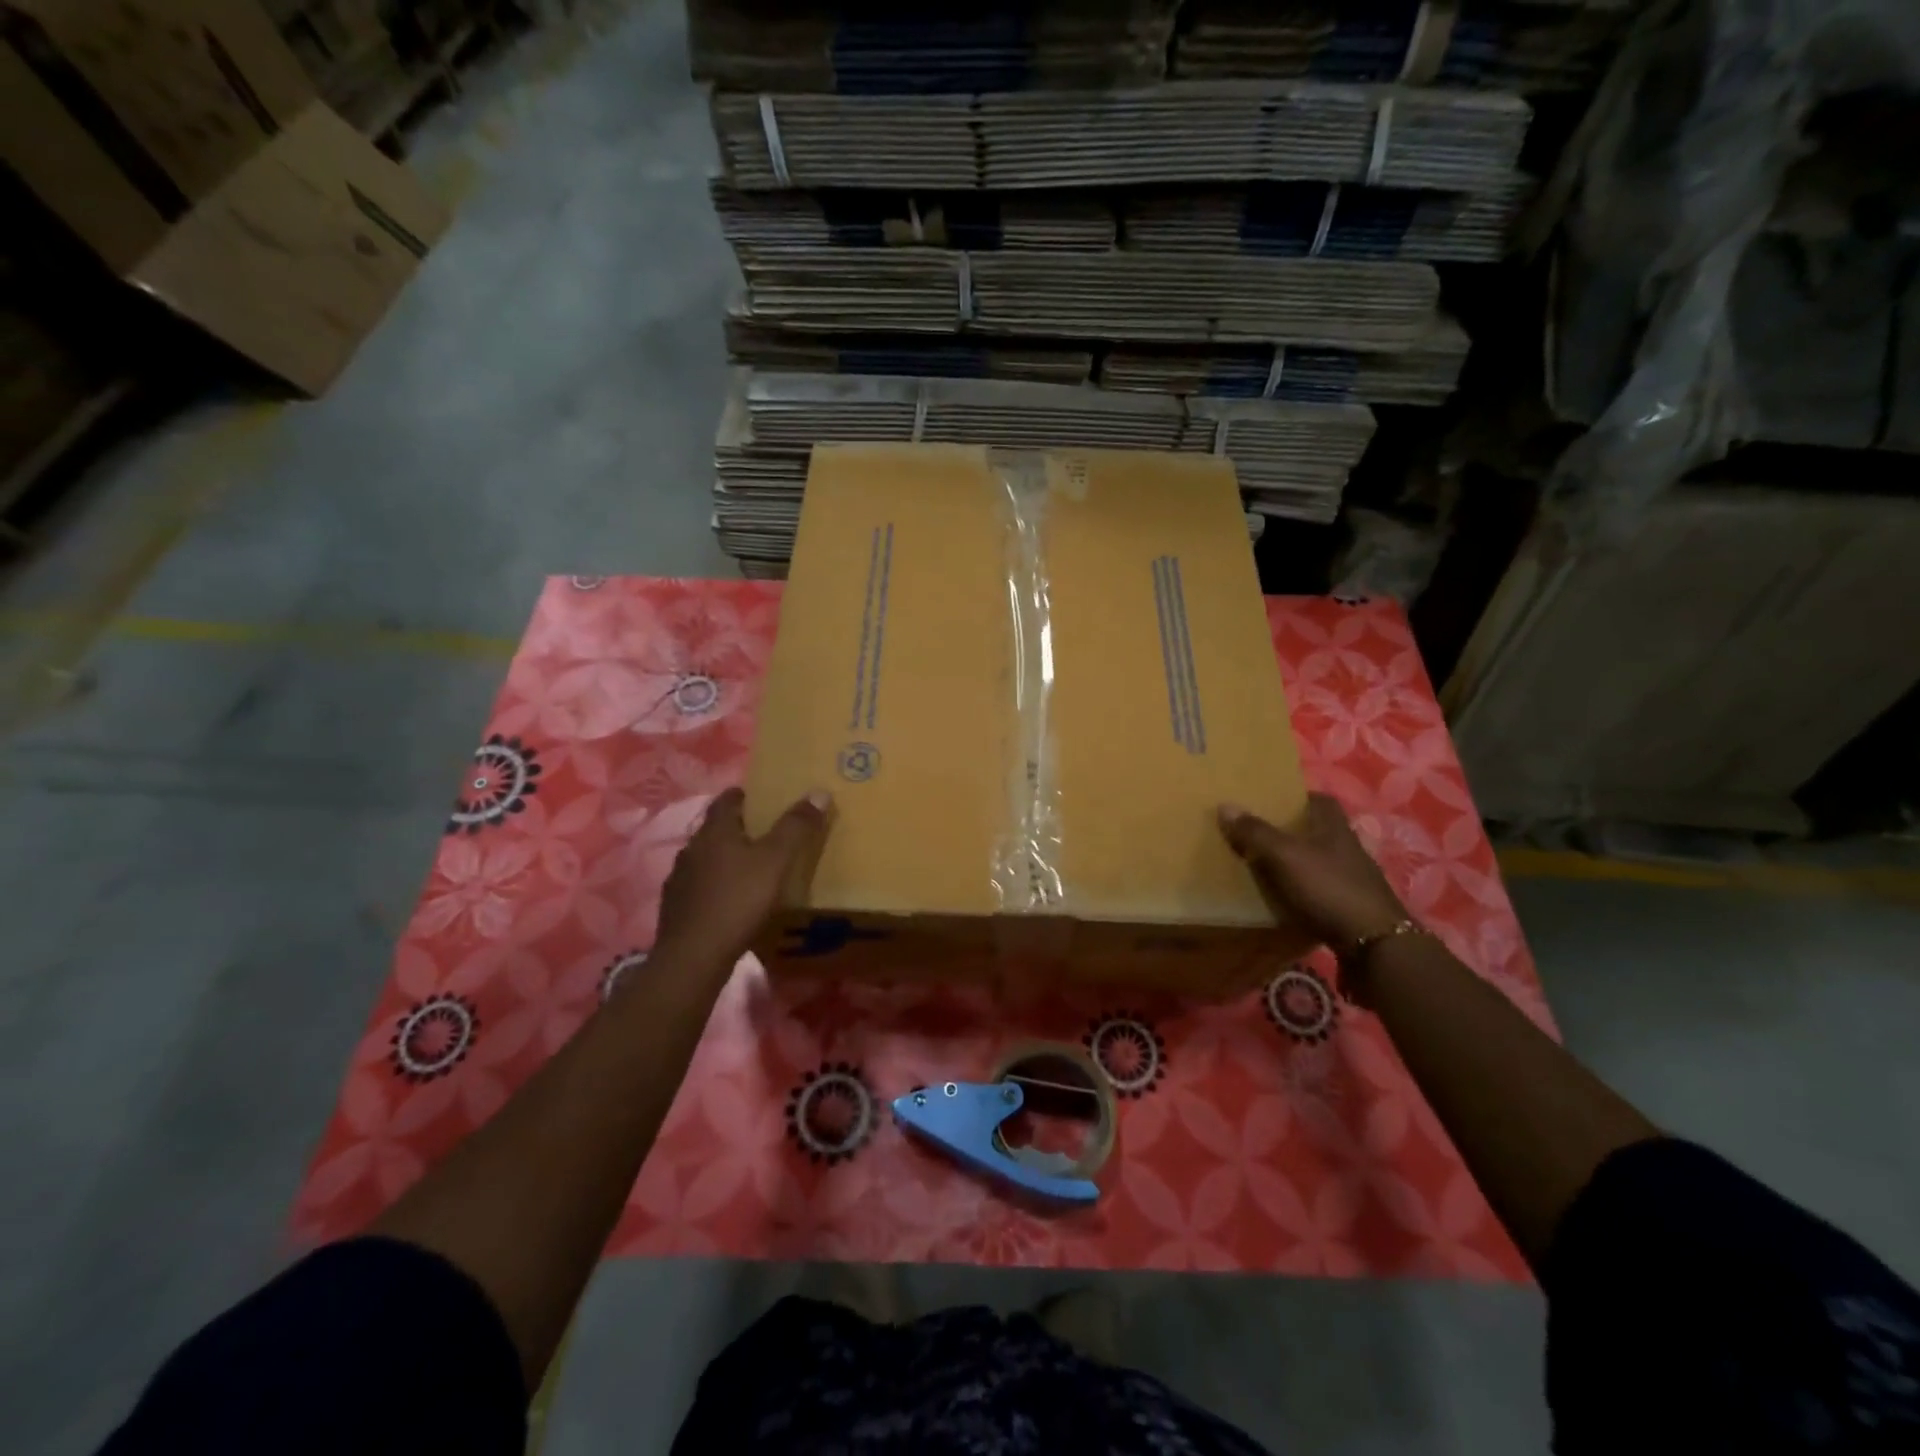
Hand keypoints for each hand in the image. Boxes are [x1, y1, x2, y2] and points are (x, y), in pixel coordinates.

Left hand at [652, 786, 830, 972]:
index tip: (761, 799)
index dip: (744, 796)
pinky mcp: (675, 907)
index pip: (726, 800)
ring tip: (749, 869)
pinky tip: (729, 901)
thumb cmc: (738, 900)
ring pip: (705, 858)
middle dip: (737, 828)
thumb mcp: (776, 861)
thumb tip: (819, 792)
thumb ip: (796, 827)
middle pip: (715, 829)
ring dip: (724, 858)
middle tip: (764, 835)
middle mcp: (692, 848)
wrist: (694, 956)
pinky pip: (698, 886)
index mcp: (714, 831)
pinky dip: (715, 886)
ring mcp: (679, 878)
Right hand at [1218, 793, 1406, 950]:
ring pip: (1317, 861)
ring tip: (1262, 866)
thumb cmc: (1328, 887)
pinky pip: (1319, 890)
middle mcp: (1347, 848)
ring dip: (1294, 862)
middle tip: (1255, 833)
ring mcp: (1351, 879)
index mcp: (1334, 827)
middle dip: (1289, 830)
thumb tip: (1225, 805)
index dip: (1296, 797)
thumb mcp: (1284, 855)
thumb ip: (1255, 832)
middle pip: (1316, 830)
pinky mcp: (1350, 907)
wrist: (1374, 944)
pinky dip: (1301, 891)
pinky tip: (1281, 899)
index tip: (1269, 801)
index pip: (1319, 799)